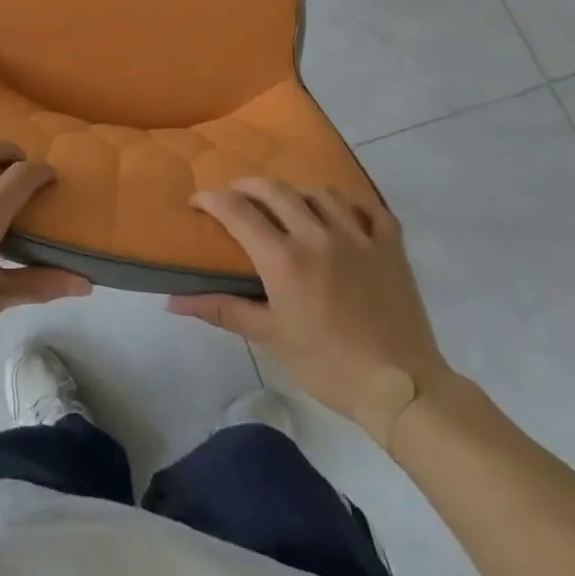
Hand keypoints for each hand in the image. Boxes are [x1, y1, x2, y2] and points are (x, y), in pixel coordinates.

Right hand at [168, 179, 451, 446]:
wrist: (401, 388)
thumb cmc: (328, 366)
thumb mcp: (270, 338)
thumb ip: (222, 310)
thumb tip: (173, 302)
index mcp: (283, 257)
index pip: (236, 211)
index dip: (210, 200)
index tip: (196, 202)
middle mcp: (317, 235)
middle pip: (274, 189)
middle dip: (247, 186)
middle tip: (235, 198)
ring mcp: (358, 236)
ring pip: (320, 192)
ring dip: (297, 194)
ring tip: (289, 208)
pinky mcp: (390, 246)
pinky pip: (371, 209)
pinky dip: (354, 206)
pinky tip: (344, 217)